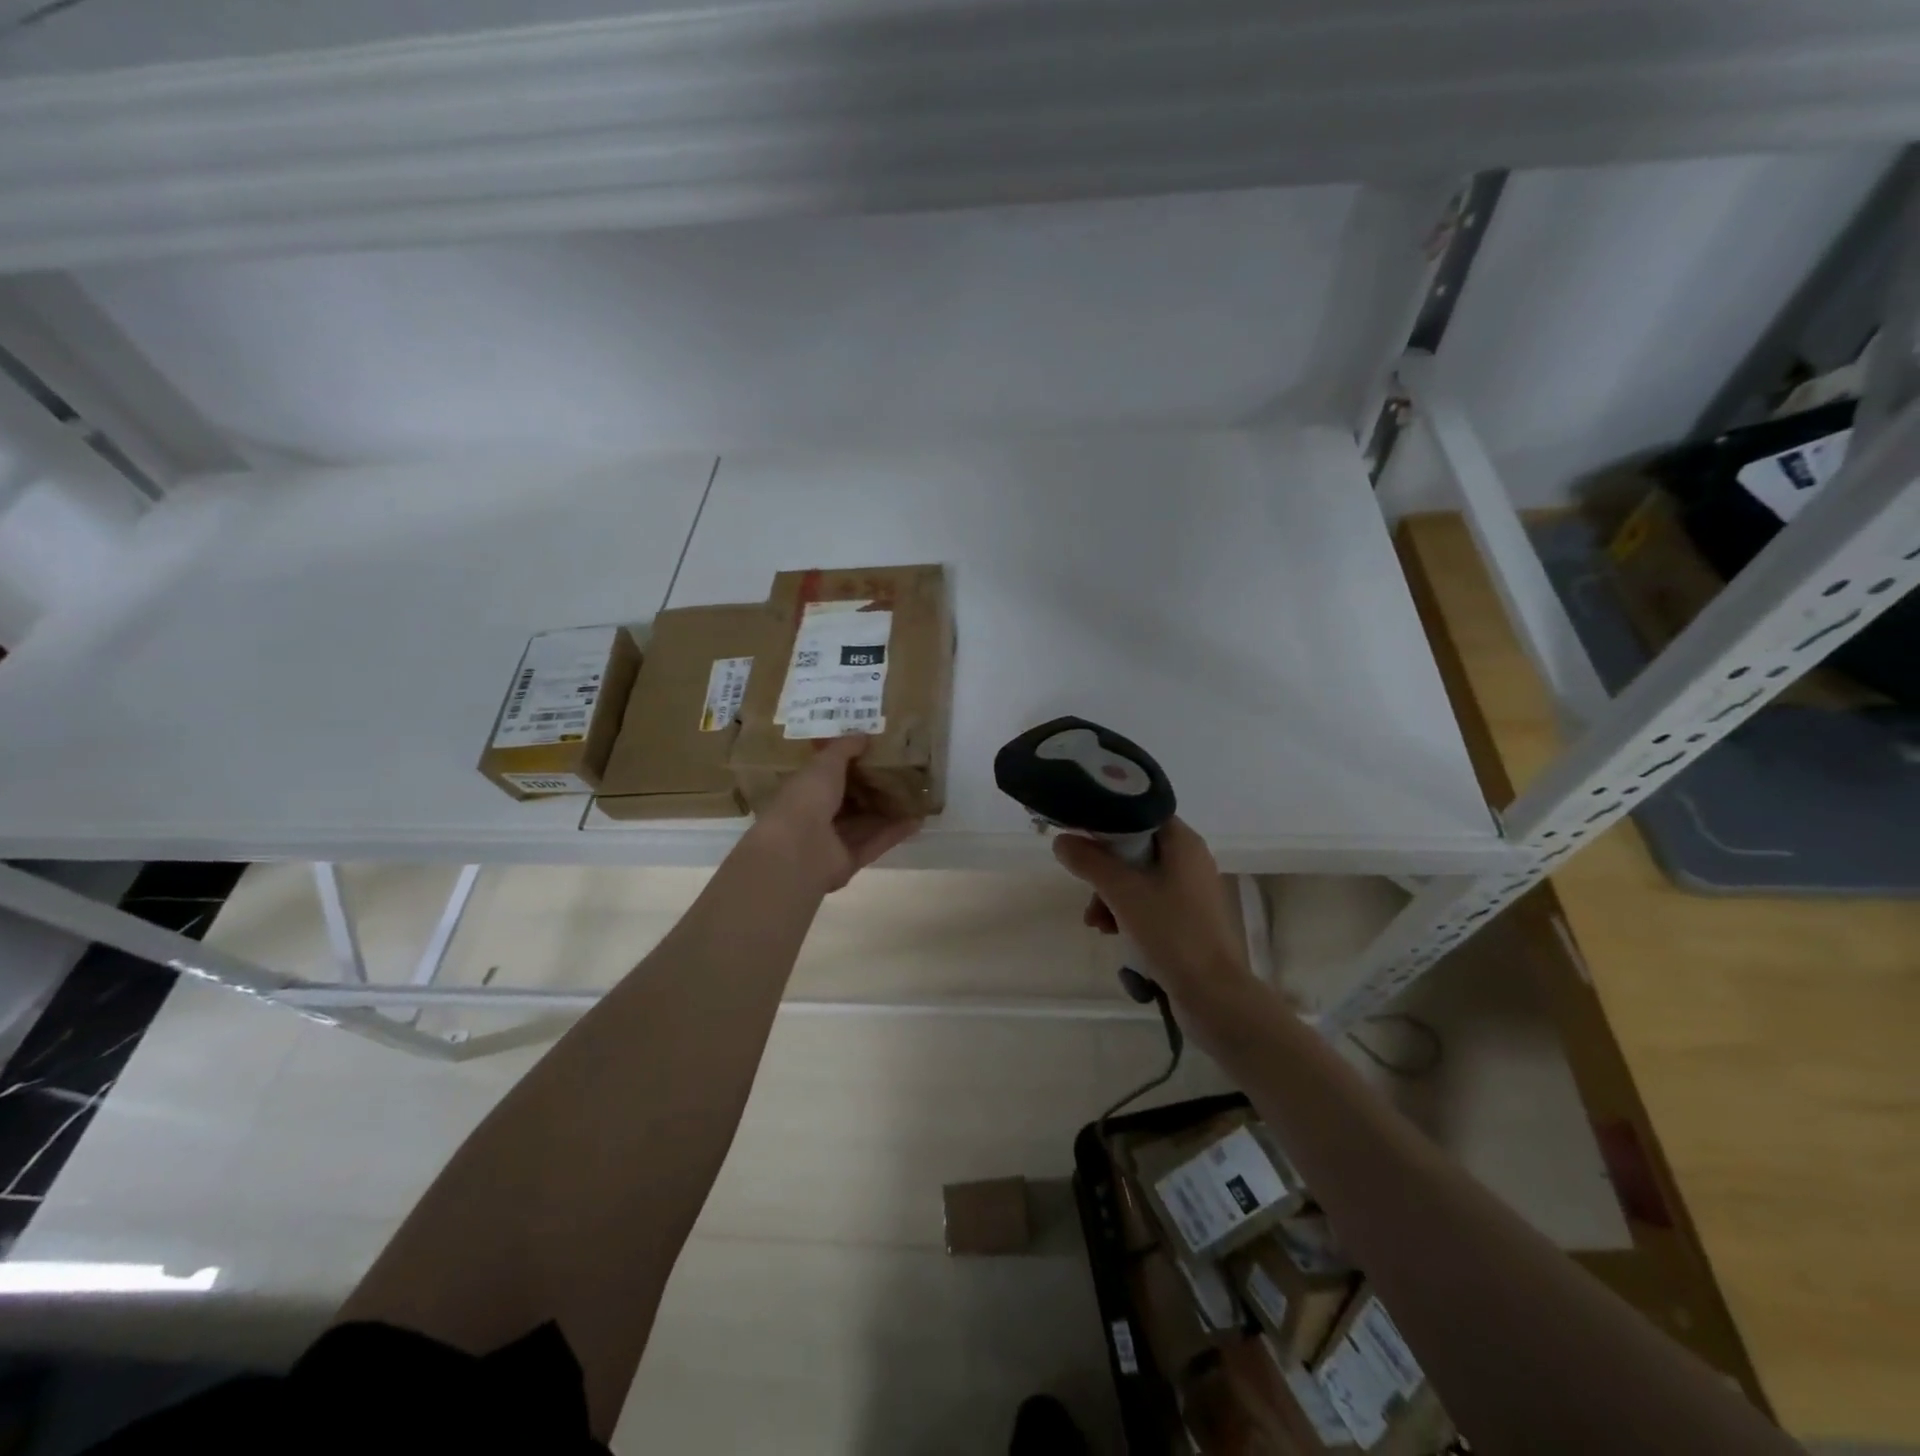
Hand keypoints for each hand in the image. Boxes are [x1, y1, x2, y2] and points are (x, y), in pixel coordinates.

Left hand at [747, 735, 920, 892]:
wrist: (798, 849)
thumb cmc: (806, 798)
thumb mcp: (825, 763)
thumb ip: (844, 749)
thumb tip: (863, 734)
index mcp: (804, 790)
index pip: (828, 776)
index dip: (850, 765)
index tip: (875, 752)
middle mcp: (817, 816)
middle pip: (850, 801)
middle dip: (873, 789)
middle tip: (902, 773)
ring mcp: (833, 841)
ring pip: (865, 823)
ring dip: (888, 811)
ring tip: (916, 796)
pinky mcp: (849, 860)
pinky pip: (875, 843)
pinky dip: (895, 833)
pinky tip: (917, 820)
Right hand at [1052, 817, 1256, 1008]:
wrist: (1213, 994)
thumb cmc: (1170, 932)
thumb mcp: (1122, 892)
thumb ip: (1089, 862)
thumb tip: (1062, 840)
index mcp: (1183, 842)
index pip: (1140, 813)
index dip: (1107, 821)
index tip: (1080, 836)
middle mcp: (1190, 860)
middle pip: (1135, 848)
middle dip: (1104, 870)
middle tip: (1086, 889)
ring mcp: (1190, 891)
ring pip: (1138, 879)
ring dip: (1111, 896)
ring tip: (1096, 923)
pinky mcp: (1187, 919)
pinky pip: (1149, 903)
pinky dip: (1127, 913)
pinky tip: (1112, 933)